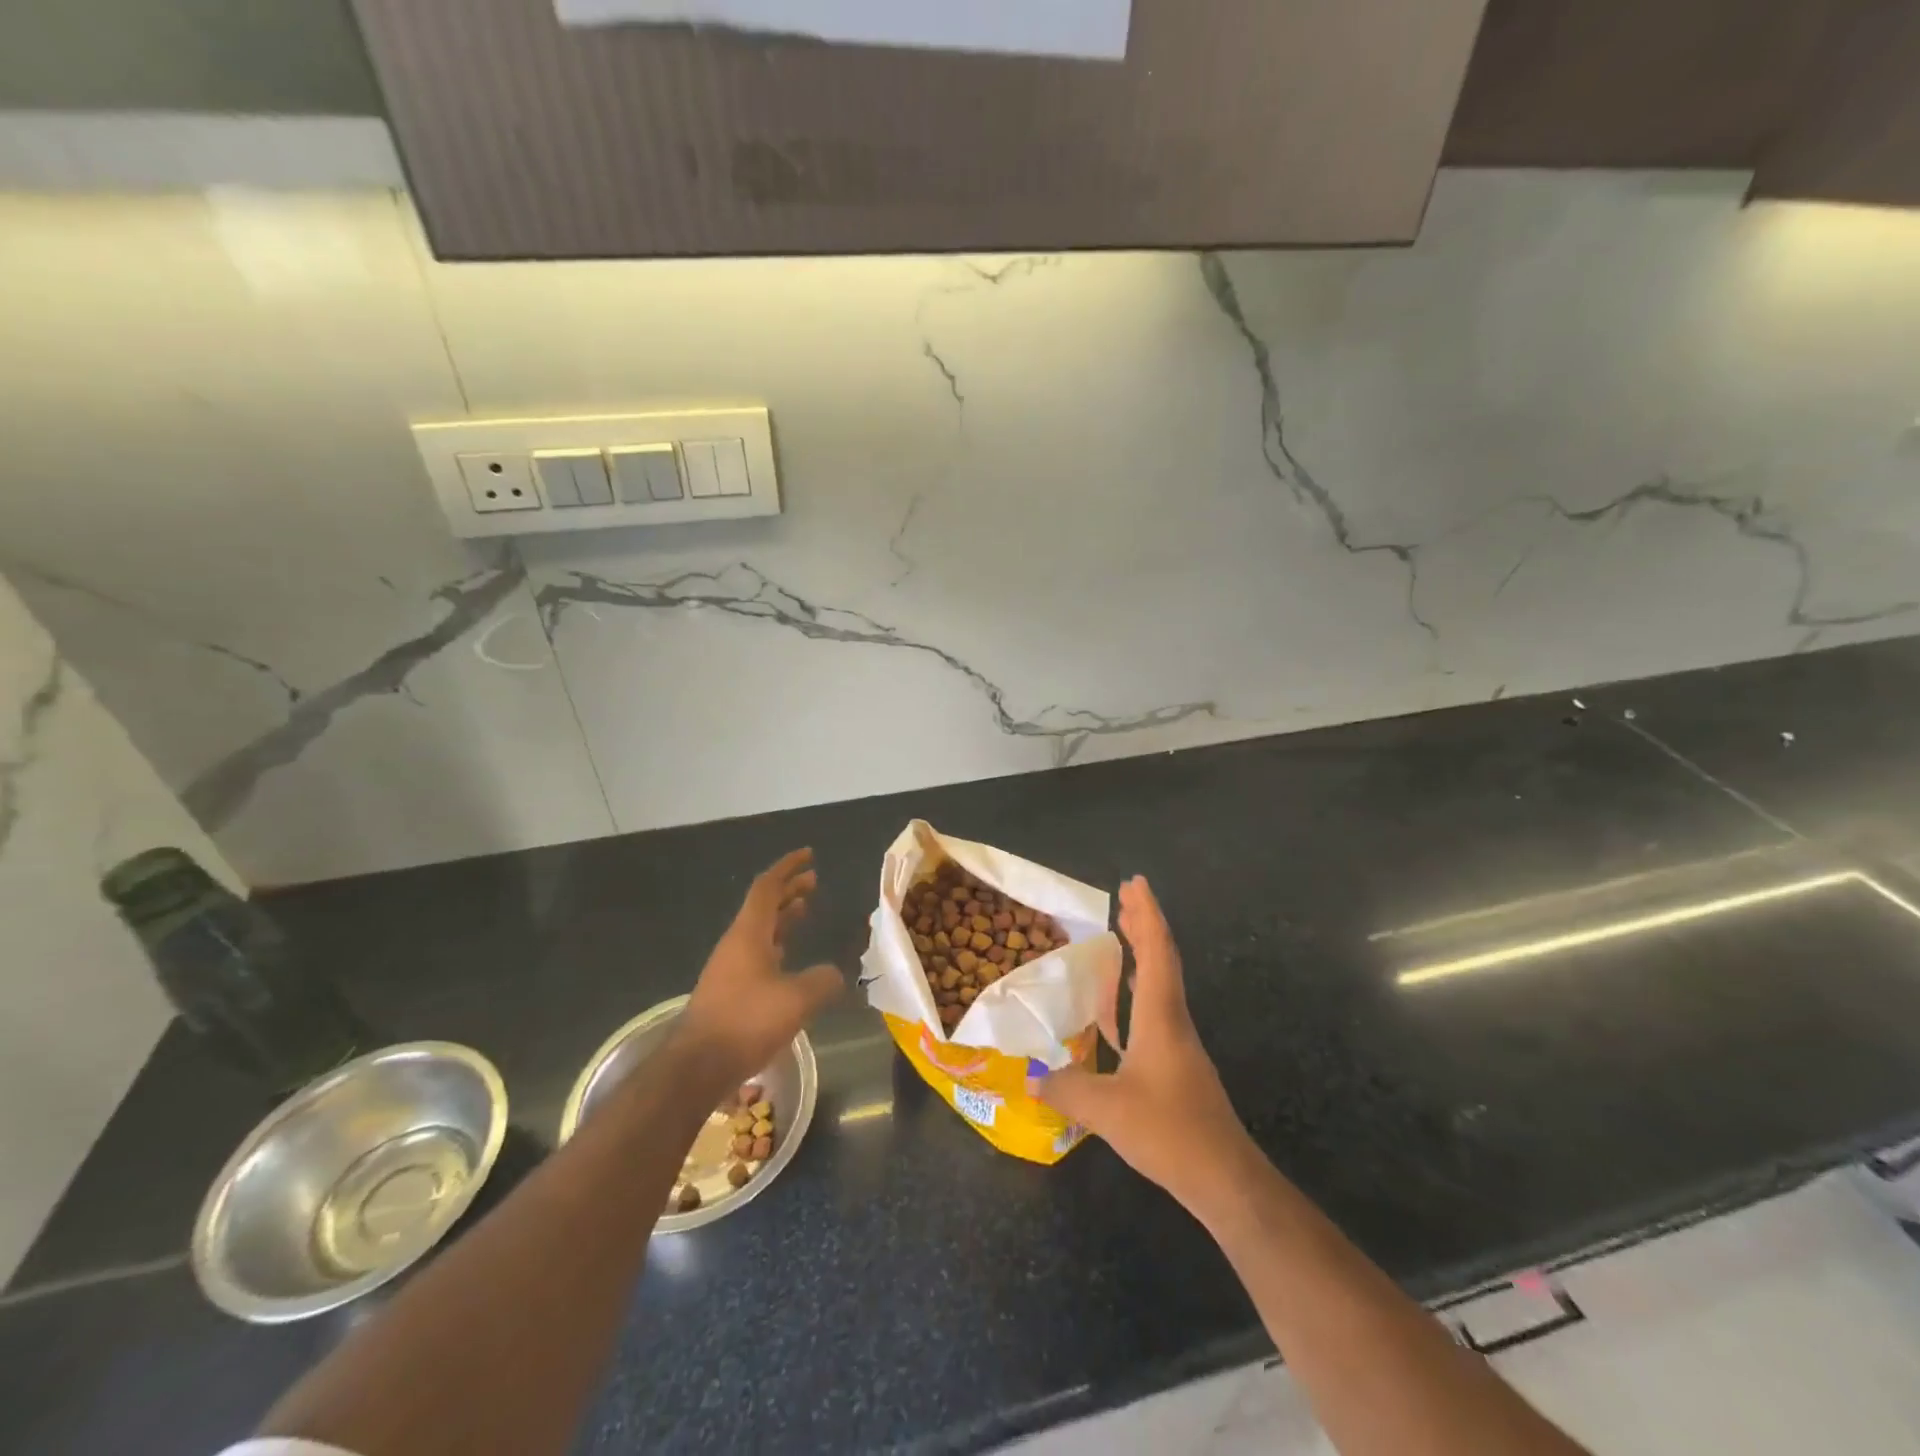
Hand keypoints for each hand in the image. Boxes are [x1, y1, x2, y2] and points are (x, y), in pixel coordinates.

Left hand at [678, 849, 844, 1085]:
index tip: (808, 855)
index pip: (768, 887)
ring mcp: (730, 968)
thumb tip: (834, 974)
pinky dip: (778, 945)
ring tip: (805, 910)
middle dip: (789, 890)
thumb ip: (822, 980)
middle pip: (764, 906)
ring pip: (760, 930)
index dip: (788, 868)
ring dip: (783, 917)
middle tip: (814, 881)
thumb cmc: (747, 1021)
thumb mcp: (797, 999)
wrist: (697, 1066)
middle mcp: (736, 944)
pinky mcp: (729, 992)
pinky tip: (791, 960)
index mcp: (749, 933)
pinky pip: (758, 954)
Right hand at [1029, 876, 1250, 1205]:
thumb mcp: (1107, 1110)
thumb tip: (1032, 1077)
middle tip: (1124, 897)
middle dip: (1144, 924)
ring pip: (1160, 985)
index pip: (1156, 952)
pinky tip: (1117, 1007)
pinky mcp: (1176, 1067)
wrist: (1224, 1178)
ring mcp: (1177, 1044)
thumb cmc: (1169, 1131)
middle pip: (1161, 959)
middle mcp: (1173, 1021)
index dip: (1146, 914)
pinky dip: (1135, 993)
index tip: (1134, 883)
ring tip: (1121, 935)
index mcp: (1161, 1017)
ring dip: (1142, 955)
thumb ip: (1066, 1089)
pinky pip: (1153, 1012)